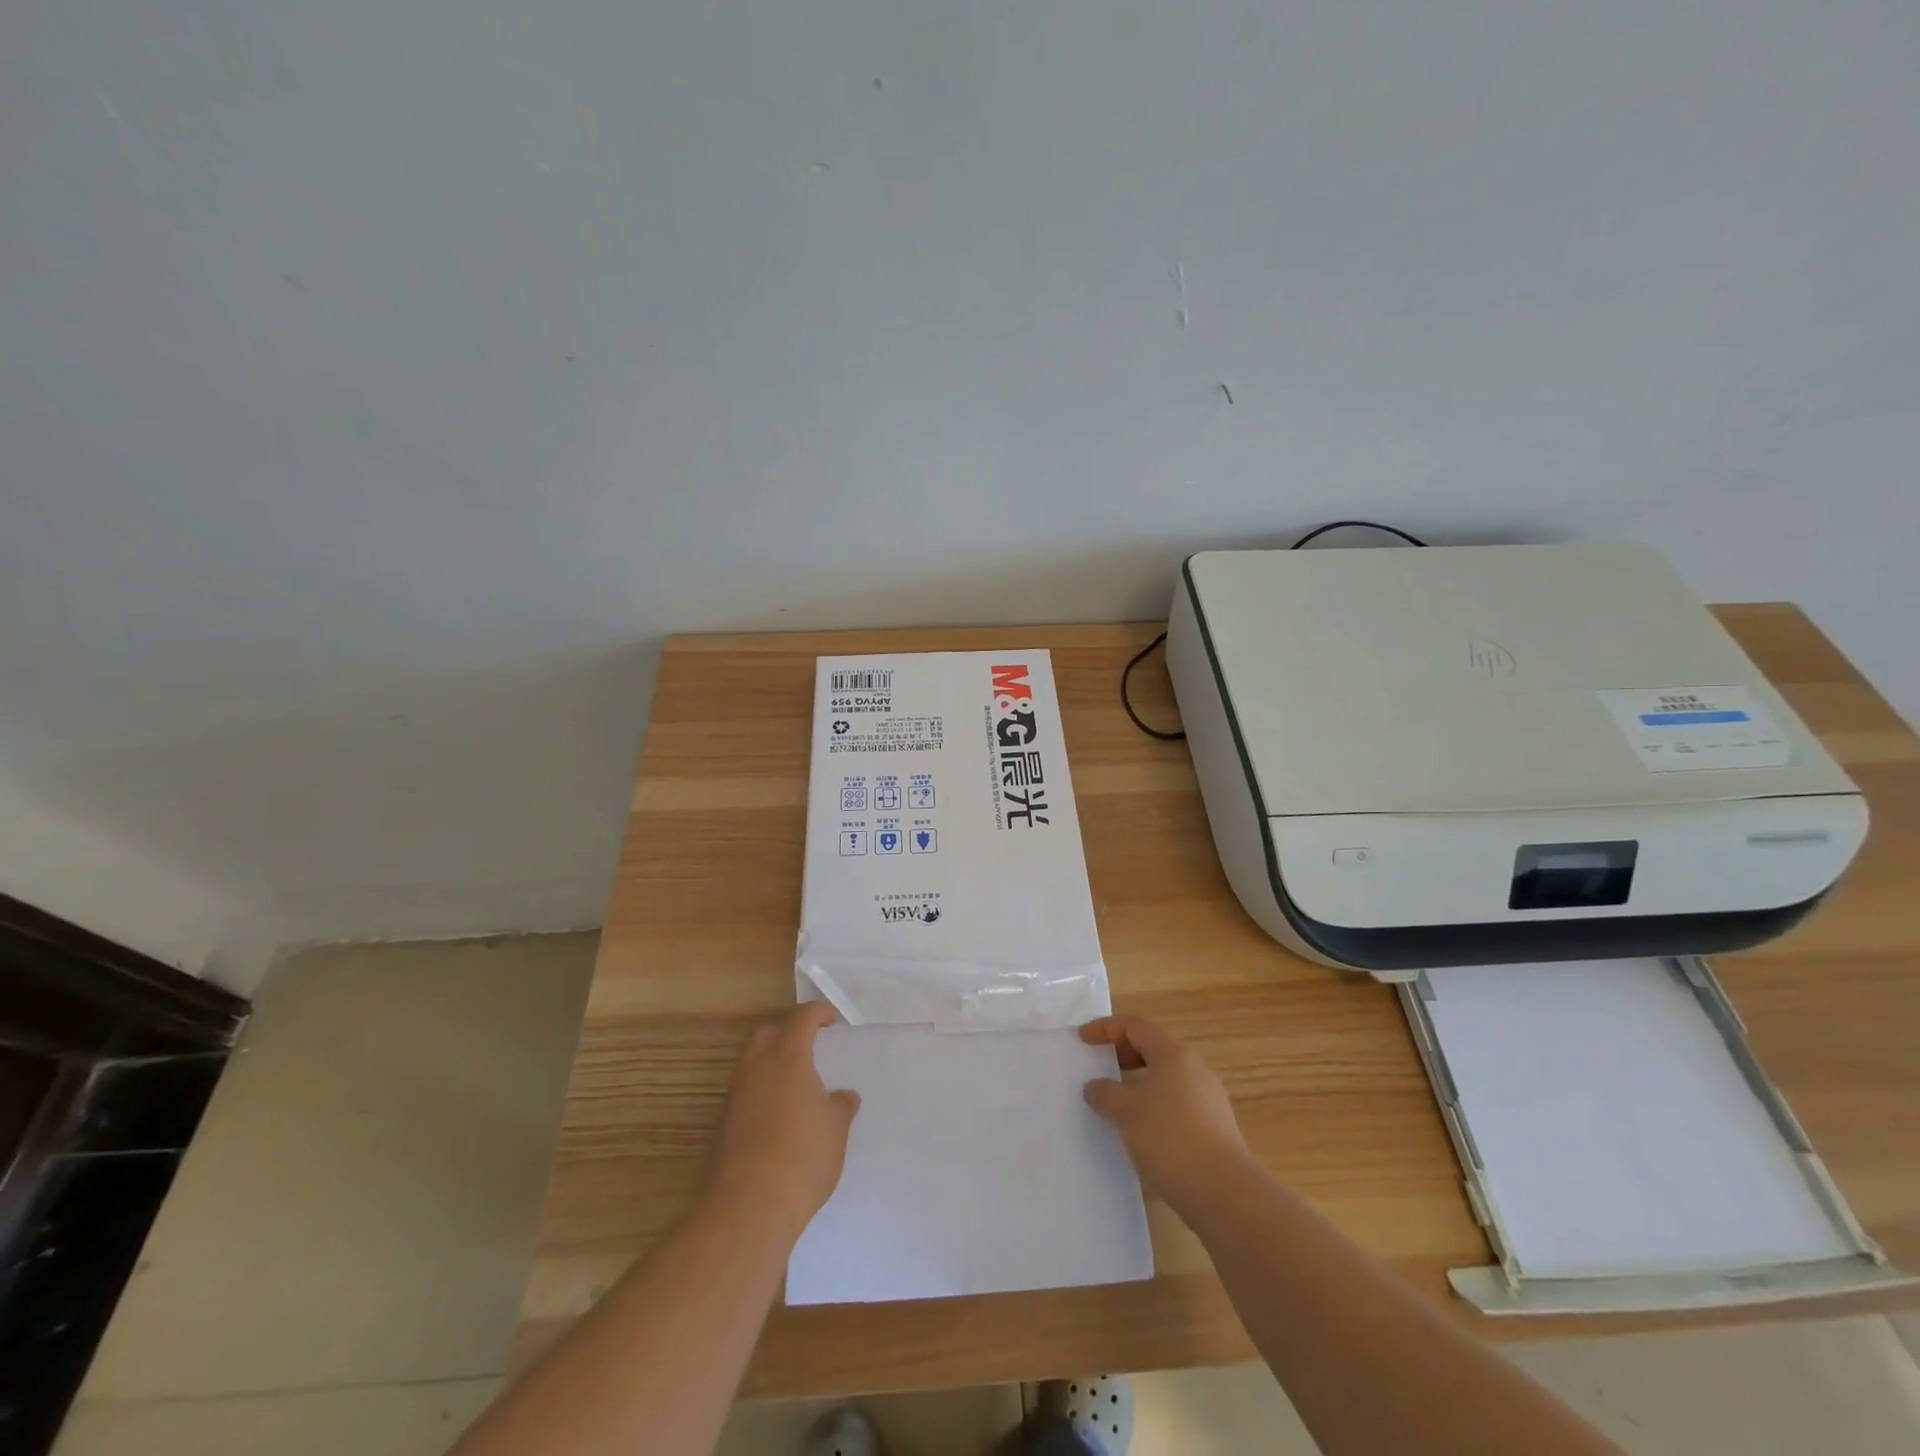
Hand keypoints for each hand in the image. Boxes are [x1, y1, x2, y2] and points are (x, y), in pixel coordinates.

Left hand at [704, 1002, 859, 1237]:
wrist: (748, 1206)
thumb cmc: (802, 1156)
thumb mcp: (835, 1129)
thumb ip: (840, 1107)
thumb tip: (845, 1096)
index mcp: (788, 1055)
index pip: (802, 1018)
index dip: (818, 1013)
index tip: (832, 1018)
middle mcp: (756, 1066)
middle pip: (767, 1032)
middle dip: (786, 1030)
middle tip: (808, 1043)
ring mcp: (735, 1095)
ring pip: (750, 1062)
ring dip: (771, 1062)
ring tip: (795, 1081)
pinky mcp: (722, 1124)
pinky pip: (744, 1091)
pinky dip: (761, 1090)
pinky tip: (779, 1113)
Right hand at [1081, 1015, 1249, 1216]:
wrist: (1225, 1193)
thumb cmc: (1170, 1138)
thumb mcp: (1127, 1112)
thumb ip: (1105, 1093)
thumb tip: (1095, 1087)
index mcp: (1174, 1055)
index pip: (1136, 1026)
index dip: (1106, 1028)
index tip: (1083, 1039)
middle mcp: (1194, 1069)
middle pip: (1153, 1048)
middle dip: (1122, 1054)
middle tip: (1099, 1067)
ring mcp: (1208, 1099)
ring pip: (1165, 1077)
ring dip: (1137, 1082)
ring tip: (1115, 1102)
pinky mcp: (1213, 1127)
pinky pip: (1175, 1102)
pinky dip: (1153, 1104)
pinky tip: (1140, 1130)